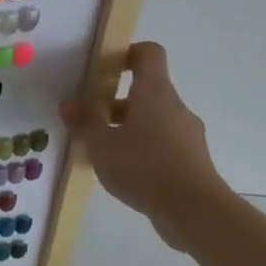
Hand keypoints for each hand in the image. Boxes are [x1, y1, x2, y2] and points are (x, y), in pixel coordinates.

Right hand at [61, 42, 230, 245]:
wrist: (195, 212)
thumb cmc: (144, 166)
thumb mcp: (101, 144)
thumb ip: (84, 122)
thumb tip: (69, 104)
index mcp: (155, 93)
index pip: (149, 53)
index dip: (127, 53)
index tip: (103, 68)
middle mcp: (175, 107)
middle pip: (147, 89)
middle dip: (115, 100)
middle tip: (89, 116)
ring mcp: (187, 135)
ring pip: (153, 119)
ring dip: (127, 127)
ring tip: (101, 149)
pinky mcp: (192, 160)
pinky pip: (162, 143)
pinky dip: (141, 149)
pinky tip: (122, 171)